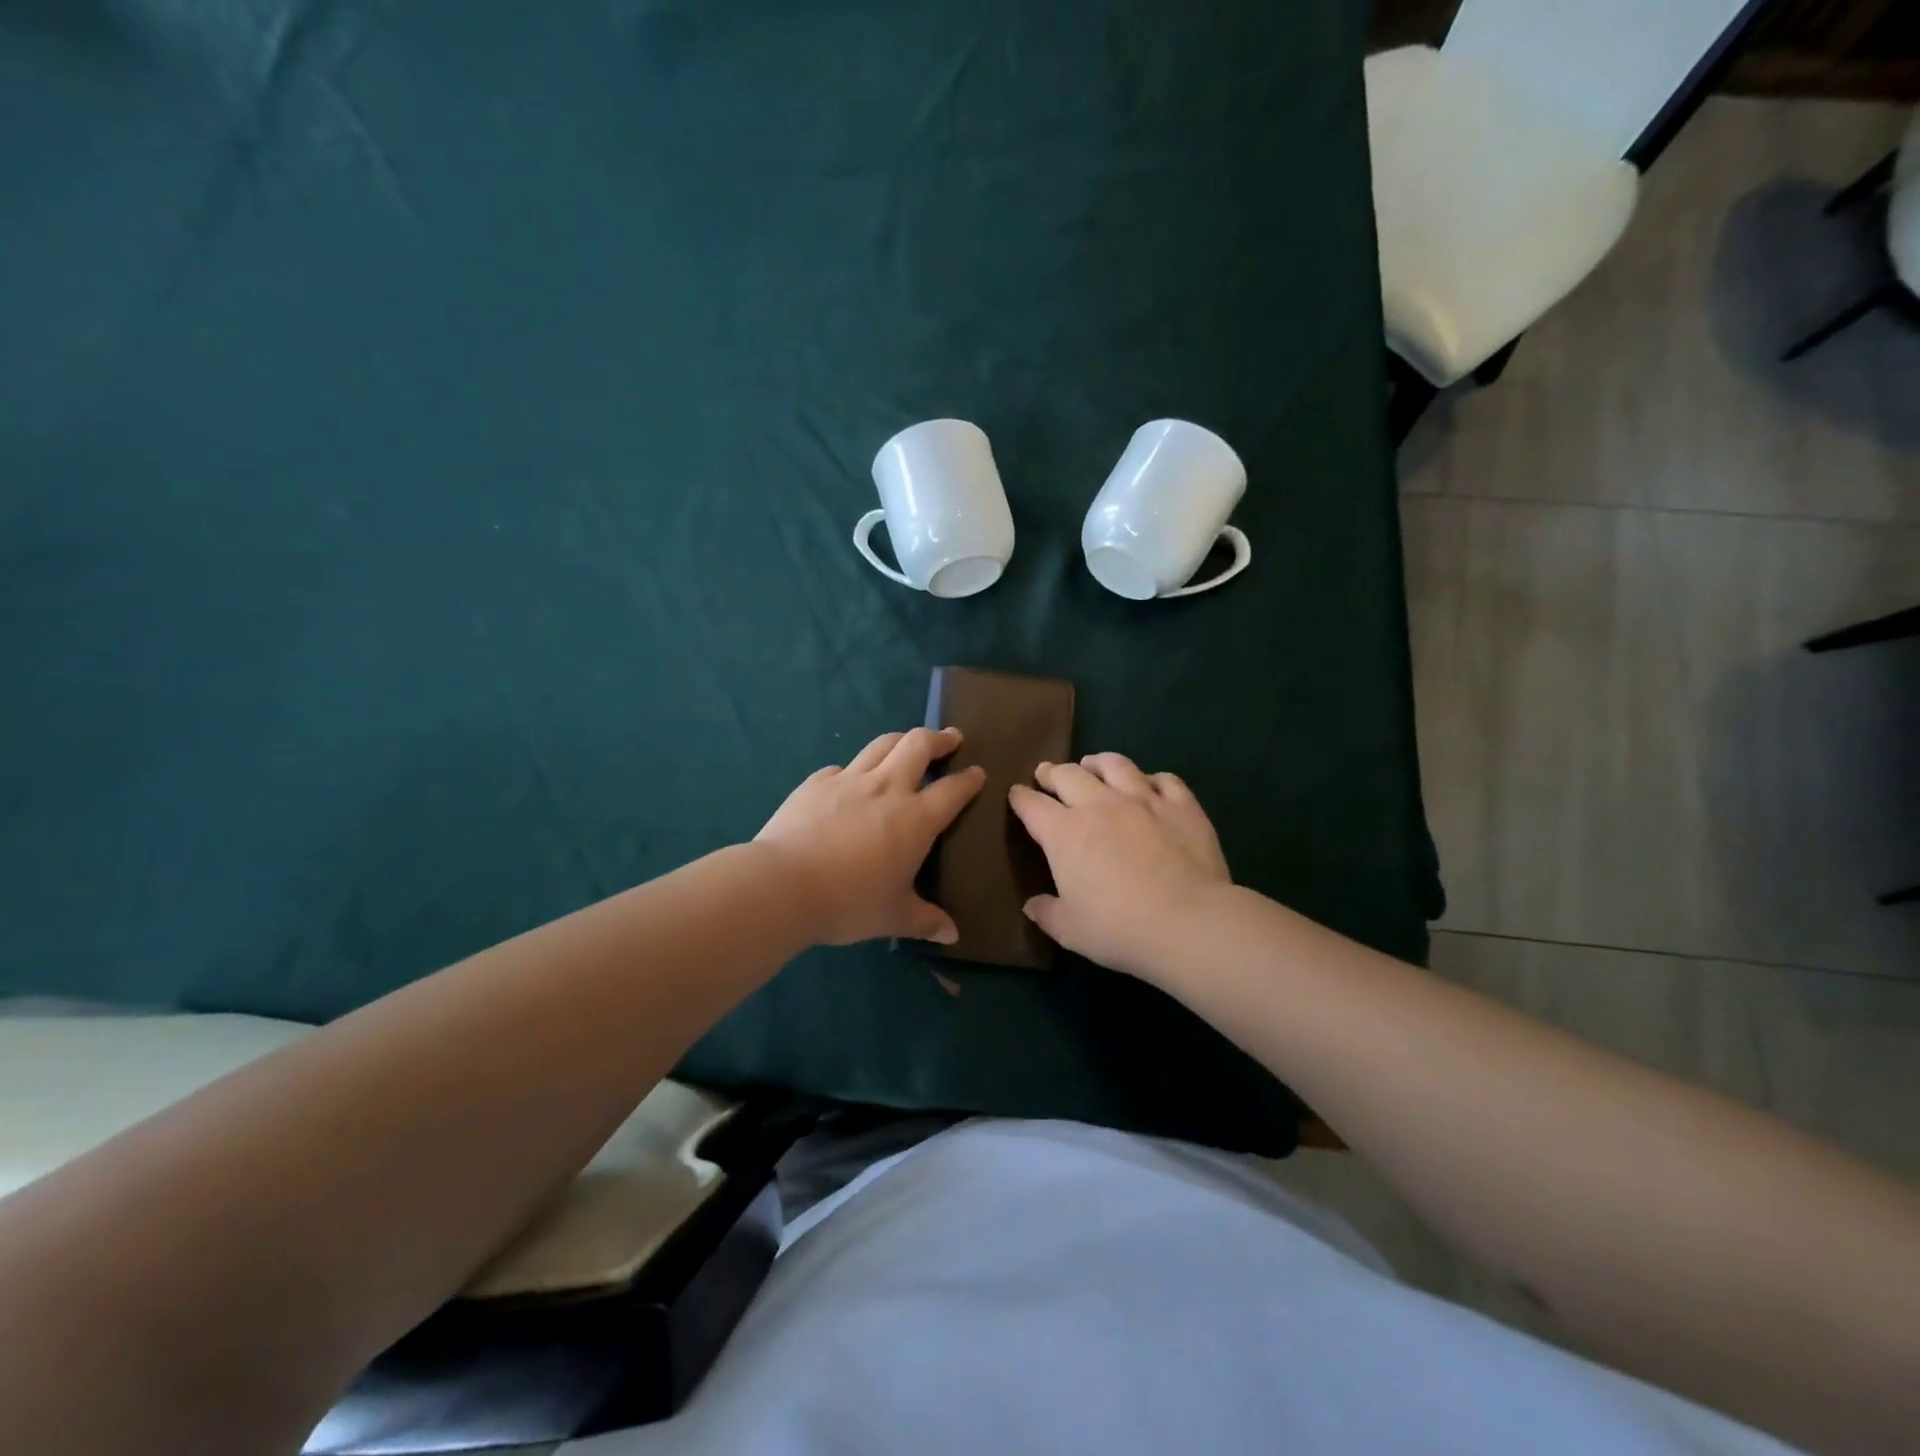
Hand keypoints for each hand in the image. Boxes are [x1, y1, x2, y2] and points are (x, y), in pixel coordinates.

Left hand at [756, 727, 985, 946]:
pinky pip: (843, 766)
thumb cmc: (849, 902)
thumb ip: (925, 921)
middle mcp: (887, 788)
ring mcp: (849, 779)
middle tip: (950, 739)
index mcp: (916, 819)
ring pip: (882, 744)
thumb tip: (952, 935)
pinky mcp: (817, 782)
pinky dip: (856, 768)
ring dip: (901, 739)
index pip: (953, 790)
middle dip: (939, 738)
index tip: (978, 773)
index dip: (970, 779)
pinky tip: (851, 780)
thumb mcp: (893, 917)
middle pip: (919, 745)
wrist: (783, 884)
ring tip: (907, 744)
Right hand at [1008, 753, 1230, 980]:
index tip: (1017, 794)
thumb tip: (1032, 905)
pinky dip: (1152, 779)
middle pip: (1068, 775)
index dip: (1020, 798)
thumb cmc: (1119, 928)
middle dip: (1052, 772)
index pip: (1032, 805)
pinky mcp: (1182, 805)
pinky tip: (1151, 785)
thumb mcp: (1070, 930)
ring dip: (1098, 763)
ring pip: (1115, 765)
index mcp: (1064, 832)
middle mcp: (1099, 805)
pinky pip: (1164, 779)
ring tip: (1093, 765)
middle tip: (1048, 774)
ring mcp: (1143, 800)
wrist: (1188, 922)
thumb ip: (1047, 913)